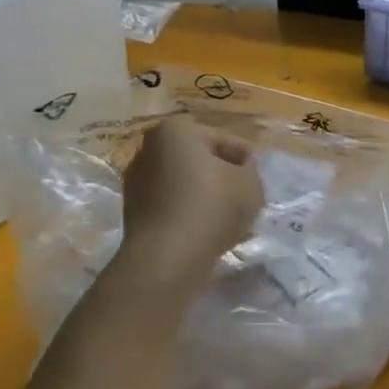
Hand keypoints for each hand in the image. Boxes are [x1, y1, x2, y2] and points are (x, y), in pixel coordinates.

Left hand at [111, 117, 264, 286]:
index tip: (256, 178)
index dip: (244, 160)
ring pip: (184, 185)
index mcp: (176, 131)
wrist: (167, 258)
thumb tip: (239, 172)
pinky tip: (208, 232)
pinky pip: (171, 206)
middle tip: (244, 196)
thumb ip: (249, 170)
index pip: (222, 140)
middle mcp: (149, 149)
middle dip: (221, 176)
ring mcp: (136, 182)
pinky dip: (189, 214)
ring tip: (228, 218)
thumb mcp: (250, 183)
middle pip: (199, 161)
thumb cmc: (212, 206)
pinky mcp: (132, 213)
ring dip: (205, 197)